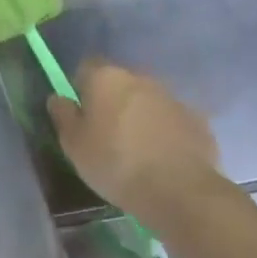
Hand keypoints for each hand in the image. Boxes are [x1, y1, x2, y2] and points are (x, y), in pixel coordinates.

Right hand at [48, 60, 221, 216]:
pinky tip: (159, 158)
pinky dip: (163, 132)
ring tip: (134, 150)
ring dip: (138, 116)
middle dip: (111, 101)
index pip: (87, 67)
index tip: (79, 112)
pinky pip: (170, 121)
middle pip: (119, 83)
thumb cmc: (113, 162)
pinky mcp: (198, 121)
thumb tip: (58, 98)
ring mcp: (173, 98)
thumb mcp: (73, 144)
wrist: (178, 190)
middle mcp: (141, 79)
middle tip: (104, 133)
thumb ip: (63, 115)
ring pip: (147, 101)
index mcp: (107, 78)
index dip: (80, 87)